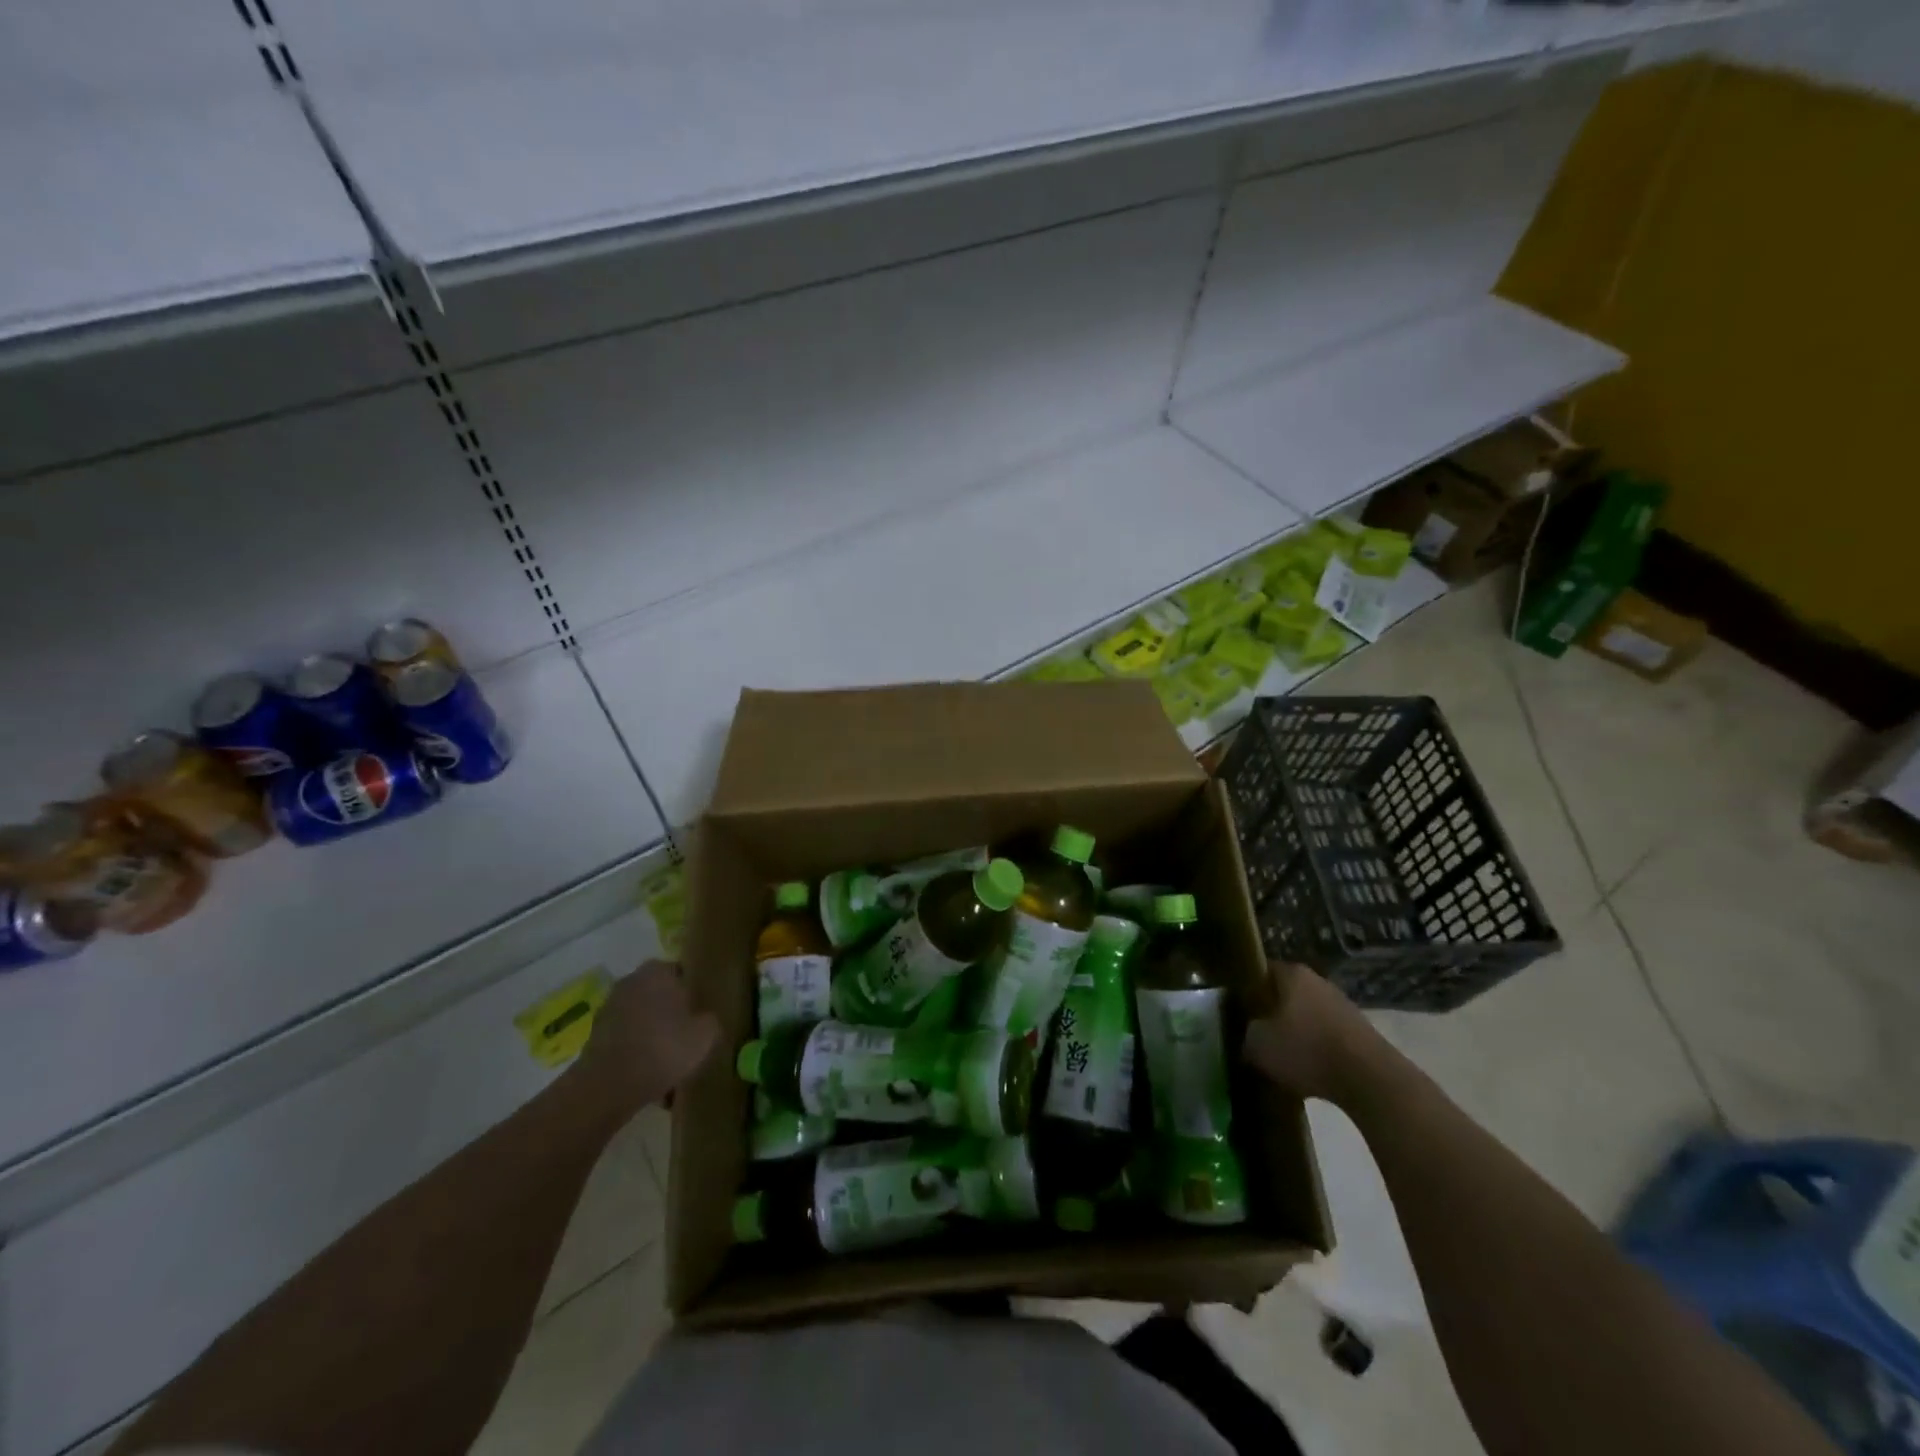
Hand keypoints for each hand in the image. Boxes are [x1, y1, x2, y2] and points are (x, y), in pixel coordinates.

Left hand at [573, 961, 718, 1117]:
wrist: (608, 1086)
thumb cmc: (663, 1048)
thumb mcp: (705, 1035)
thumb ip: (710, 1020)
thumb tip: (705, 1019)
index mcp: (657, 971)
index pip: (680, 972)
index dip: (692, 993)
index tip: (700, 1013)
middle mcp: (630, 981)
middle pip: (658, 995)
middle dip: (670, 1013)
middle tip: (686, 1036)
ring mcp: (608, 1009)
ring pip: (641, 1019)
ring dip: (652, 1034)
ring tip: (668, 1061)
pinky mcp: (594, 1036)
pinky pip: (626, 1039)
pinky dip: (636, 1051)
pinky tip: (648, 1074)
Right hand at [1242, 962, 1380, 1105]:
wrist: (1370, 1080)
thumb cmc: (1306, 1050)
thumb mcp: (1258, 1044)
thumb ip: (1246, 1034)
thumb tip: (1248, 1036)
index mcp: (1292, 974)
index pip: (1260, 972)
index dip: (1246, 990)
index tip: (1237, 1011)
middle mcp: (1319, 982)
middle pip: (1285, 994)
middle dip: (1271, 1013)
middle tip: (1256, 1036)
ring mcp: (1343, 1006)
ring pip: (1307, 1016)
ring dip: (1296, 1034)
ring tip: (1282, 1059)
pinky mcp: (1361, 1033)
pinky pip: (1328, 1037)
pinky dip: (1317, 1051)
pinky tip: (1310, 1072)